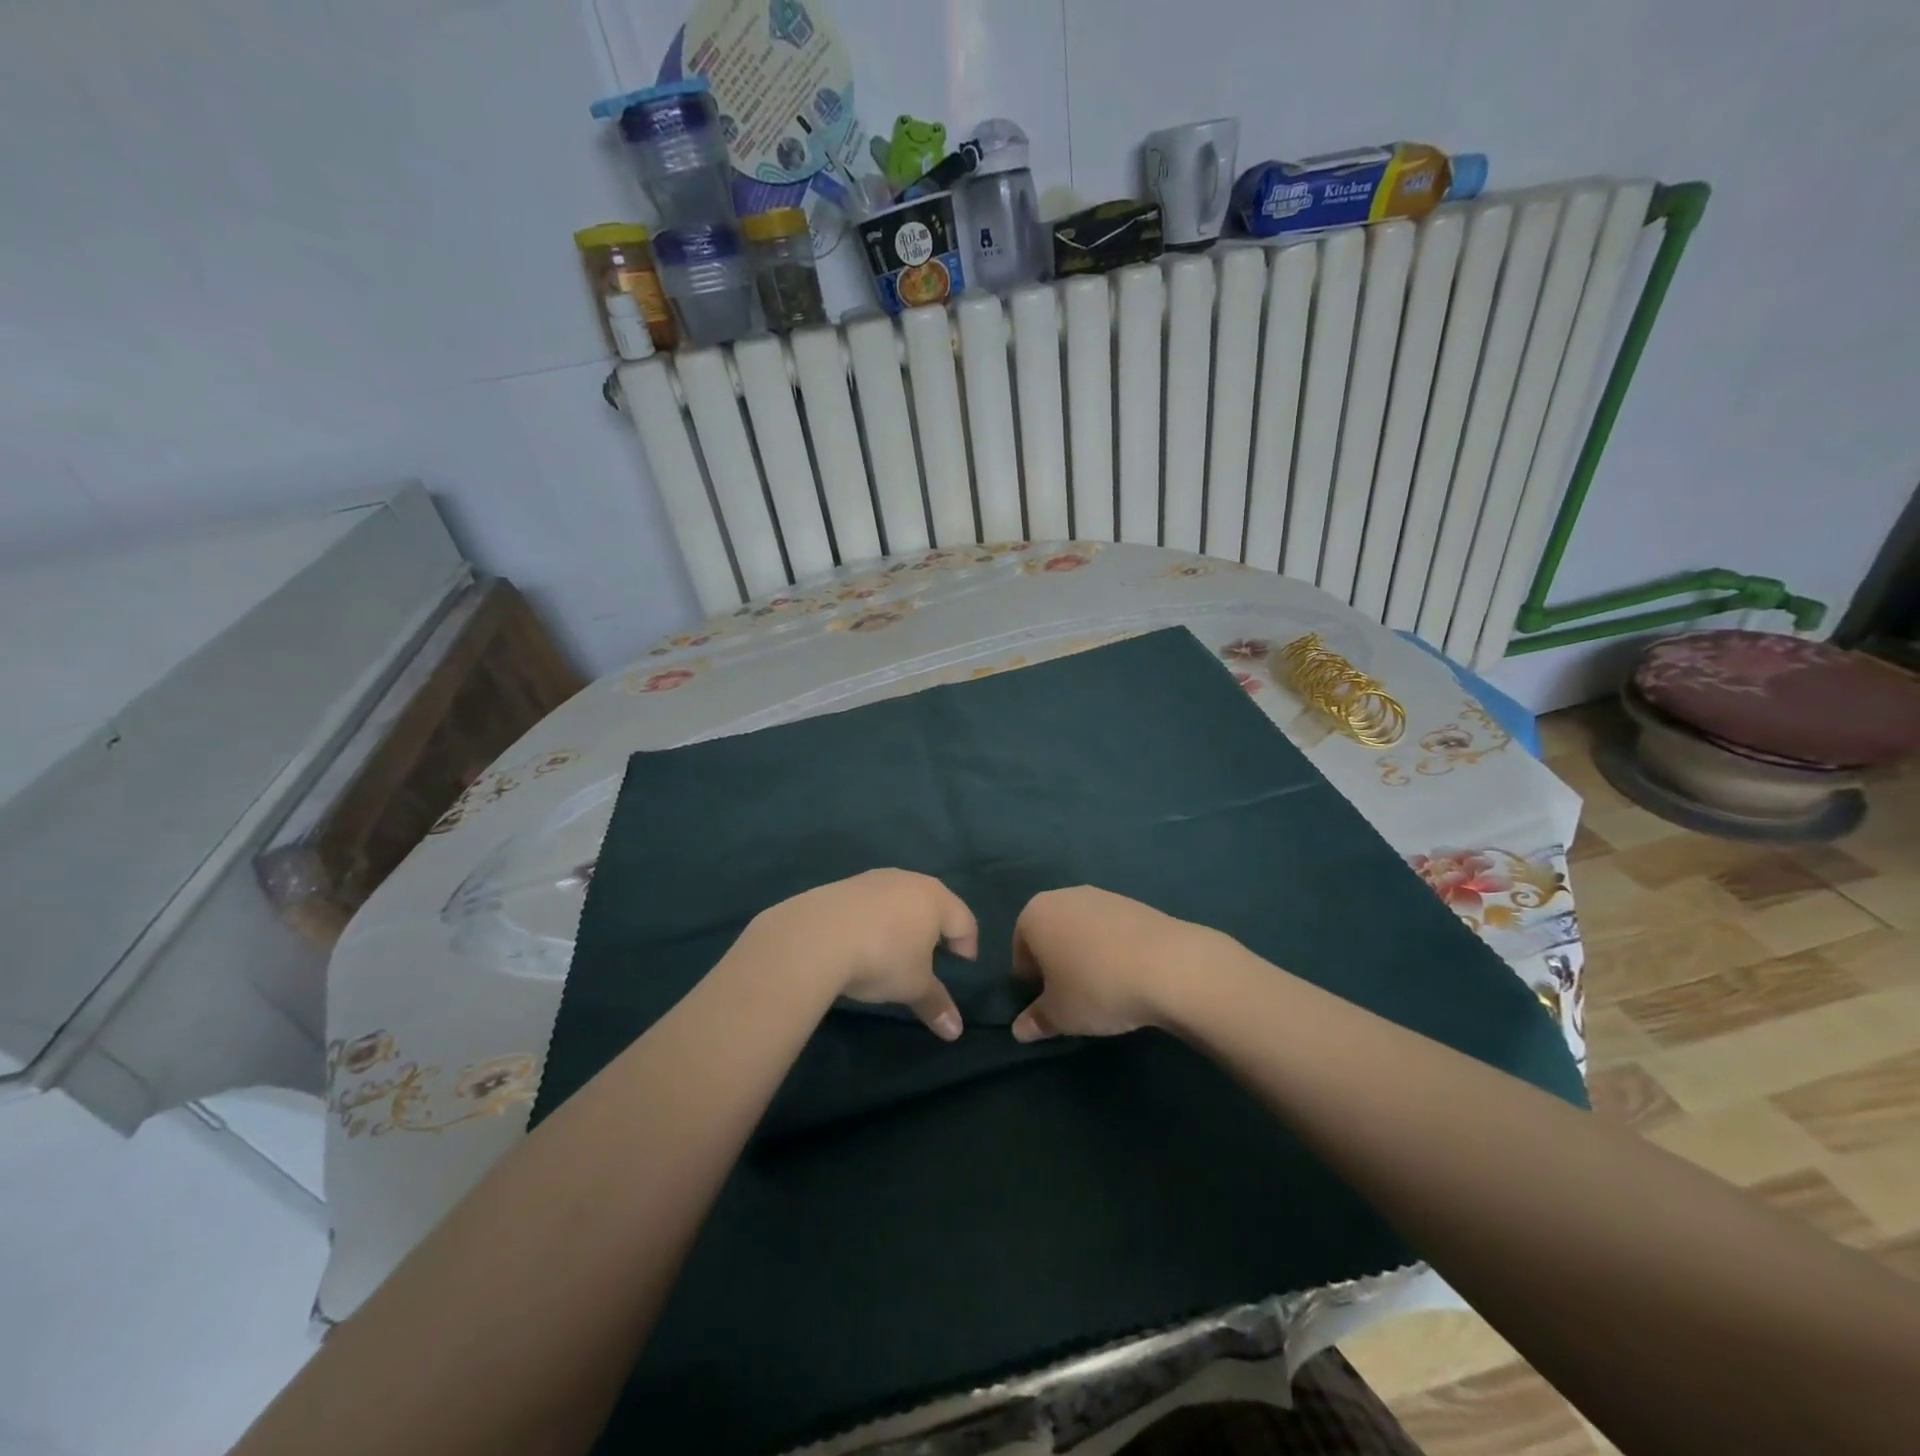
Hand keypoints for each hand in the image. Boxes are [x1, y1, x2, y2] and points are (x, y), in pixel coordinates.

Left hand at [747, 870, 976, 1039]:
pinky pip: (872, 902)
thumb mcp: (913, 986)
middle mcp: (909, 880)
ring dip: (903, 922)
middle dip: (935, 930)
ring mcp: (875, 878)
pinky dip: (875, 920)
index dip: (967, 946)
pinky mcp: (845, 884)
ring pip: (900, 900)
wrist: (816, 936)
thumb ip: (936, 1004)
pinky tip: (862, 941)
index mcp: (936, 899)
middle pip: (933, 904)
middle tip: (932, 958)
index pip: (965, 921)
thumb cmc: (882, 958)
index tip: (961, 968)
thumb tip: (956, 1031)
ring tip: (895, 950)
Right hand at [1010, 887, 1207, 1040]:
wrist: (1169, 966)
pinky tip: (1128, 975)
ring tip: (1105, 988)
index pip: (1020, 950)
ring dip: (1086, 955)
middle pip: (1051, 934)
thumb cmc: (1097, 987)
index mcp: (1035, 914)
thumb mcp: (1060, 1015)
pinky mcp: (1133, 903)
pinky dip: (1112, 949)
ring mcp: (1101, 895)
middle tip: (1073, 997)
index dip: (1030, 981)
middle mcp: (1064, 896)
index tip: (1049, 1004)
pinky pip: (1111, 930)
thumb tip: (1019, 1030)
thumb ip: (1036, 1020)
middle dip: (1057, 963)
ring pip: (1081, 930)